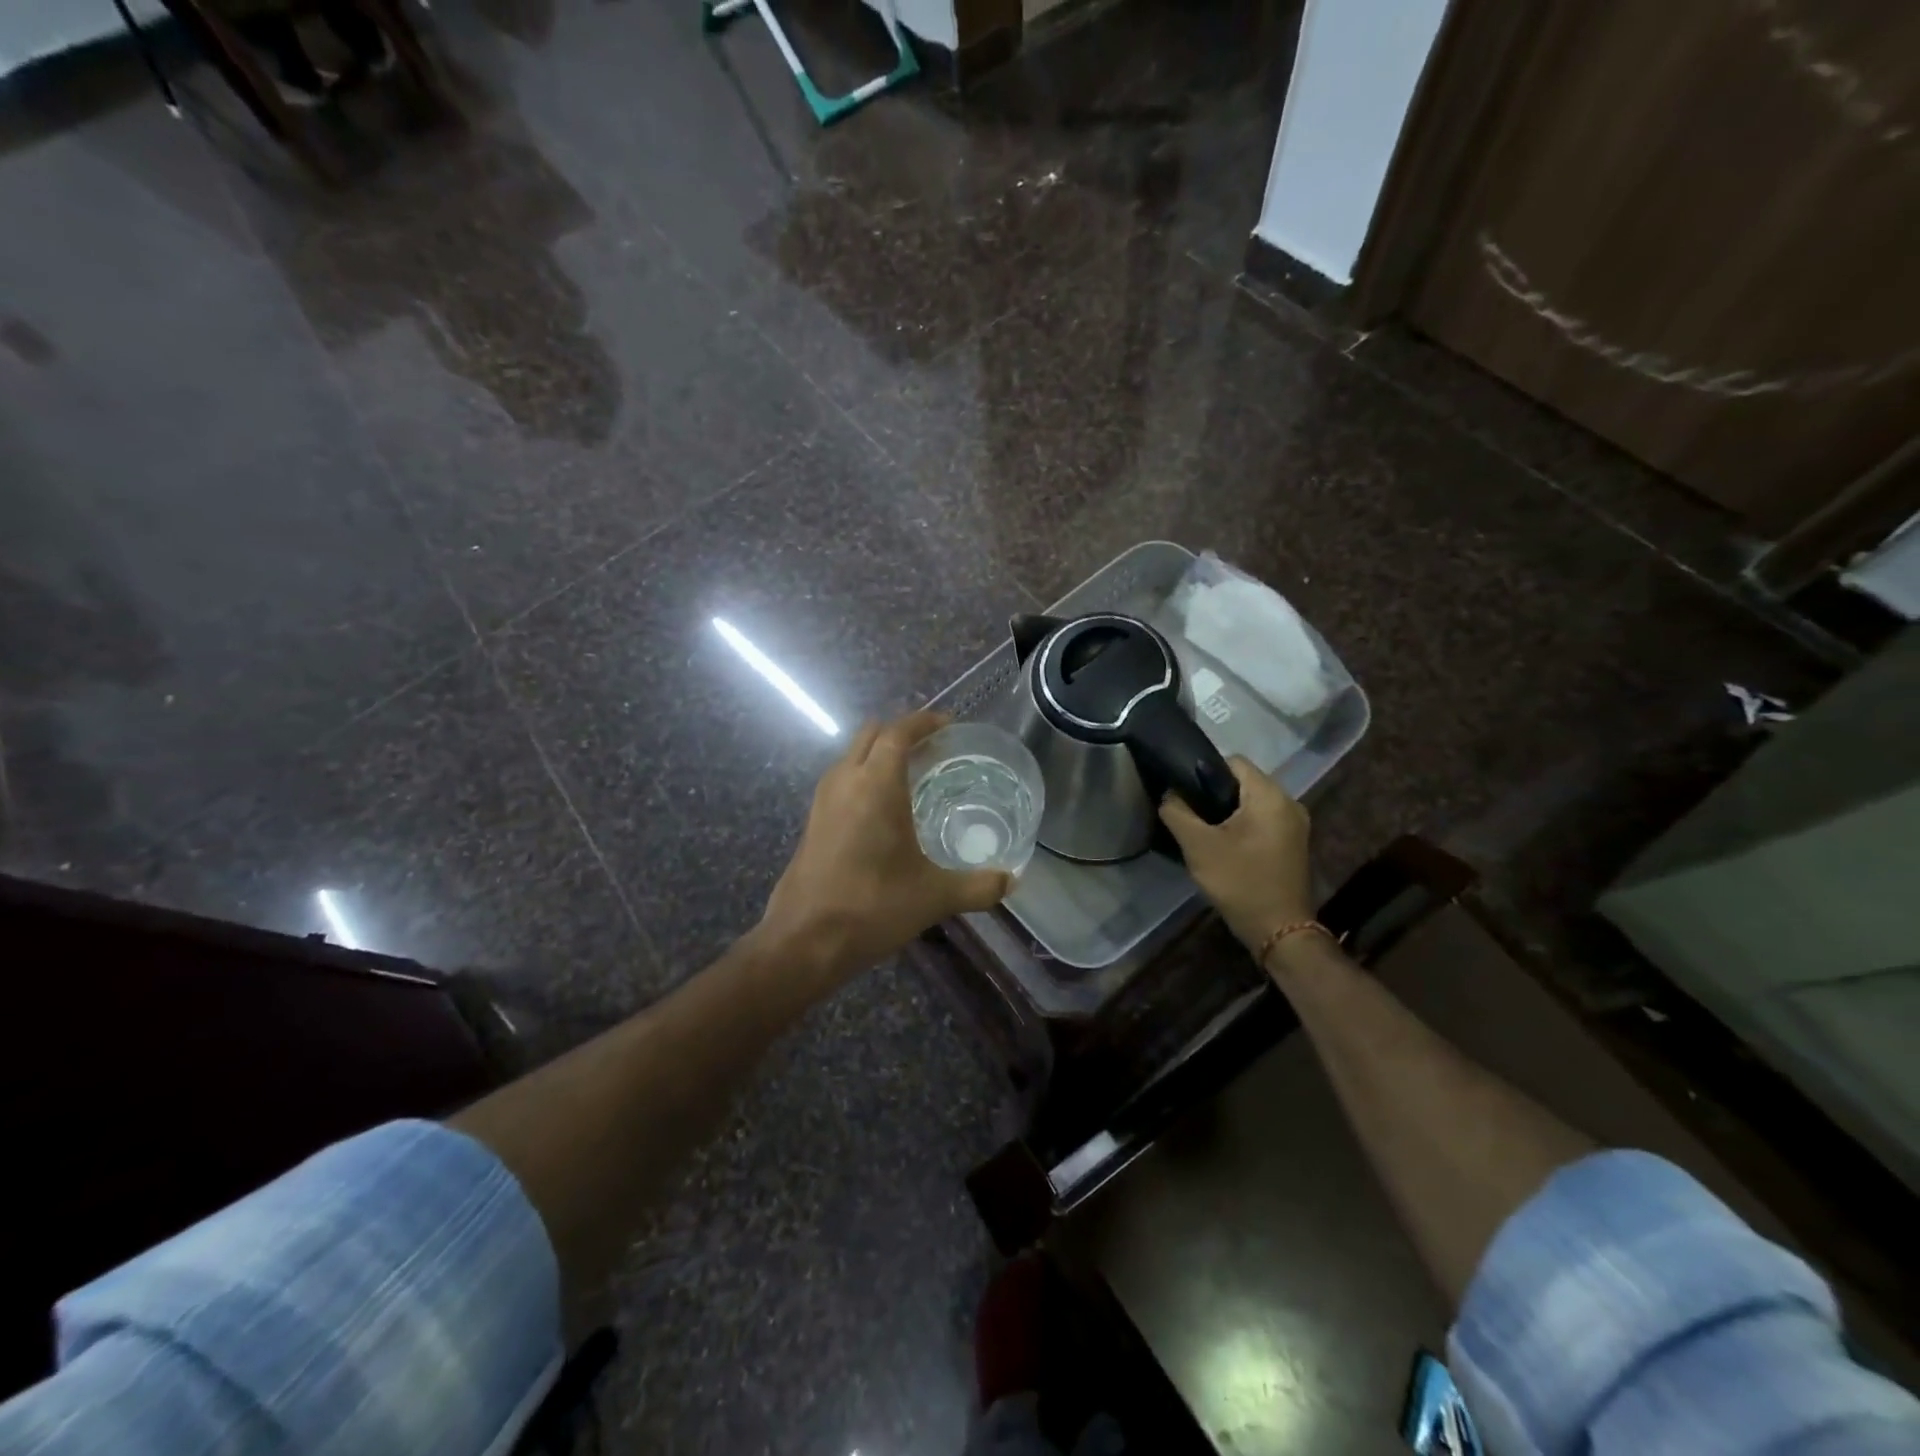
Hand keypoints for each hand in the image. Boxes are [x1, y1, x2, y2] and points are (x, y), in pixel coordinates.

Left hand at [757, 711, 1011, 985]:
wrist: (804, 940)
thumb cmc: (872, 907)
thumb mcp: (934, 897)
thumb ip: (978, 886)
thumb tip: (1011, 880)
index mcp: (876, 785)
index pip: (899, 732)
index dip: (924, 722)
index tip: (948, 724)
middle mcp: (845, 780)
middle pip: (872, 734)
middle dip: (901, 733)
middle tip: (933, 749)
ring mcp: (823, 800)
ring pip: (852, 756)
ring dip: (879, 754)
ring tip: (912, 776)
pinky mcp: (812, 821)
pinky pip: (841, 780)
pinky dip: (863, 777)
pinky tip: (883, 811)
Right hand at [1158, 757, 1313, 952]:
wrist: (1279, 931)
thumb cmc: (1240, 881)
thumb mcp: (1198, 845)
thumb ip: (1177, 812)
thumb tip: (1170, 794)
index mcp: (1270, 795)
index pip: (1232, 762)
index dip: (1203, 772)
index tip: (1185, 795)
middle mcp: (1289, 802)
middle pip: (1243, 782)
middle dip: (1214, 795)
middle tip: (1190, 816)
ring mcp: (1295, 825)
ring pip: (1252, 803)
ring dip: (1228, 813)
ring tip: (1204, 833)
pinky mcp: (1294, 844)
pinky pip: (1263, 821)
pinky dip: (1243, 827)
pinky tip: (1226, 848)